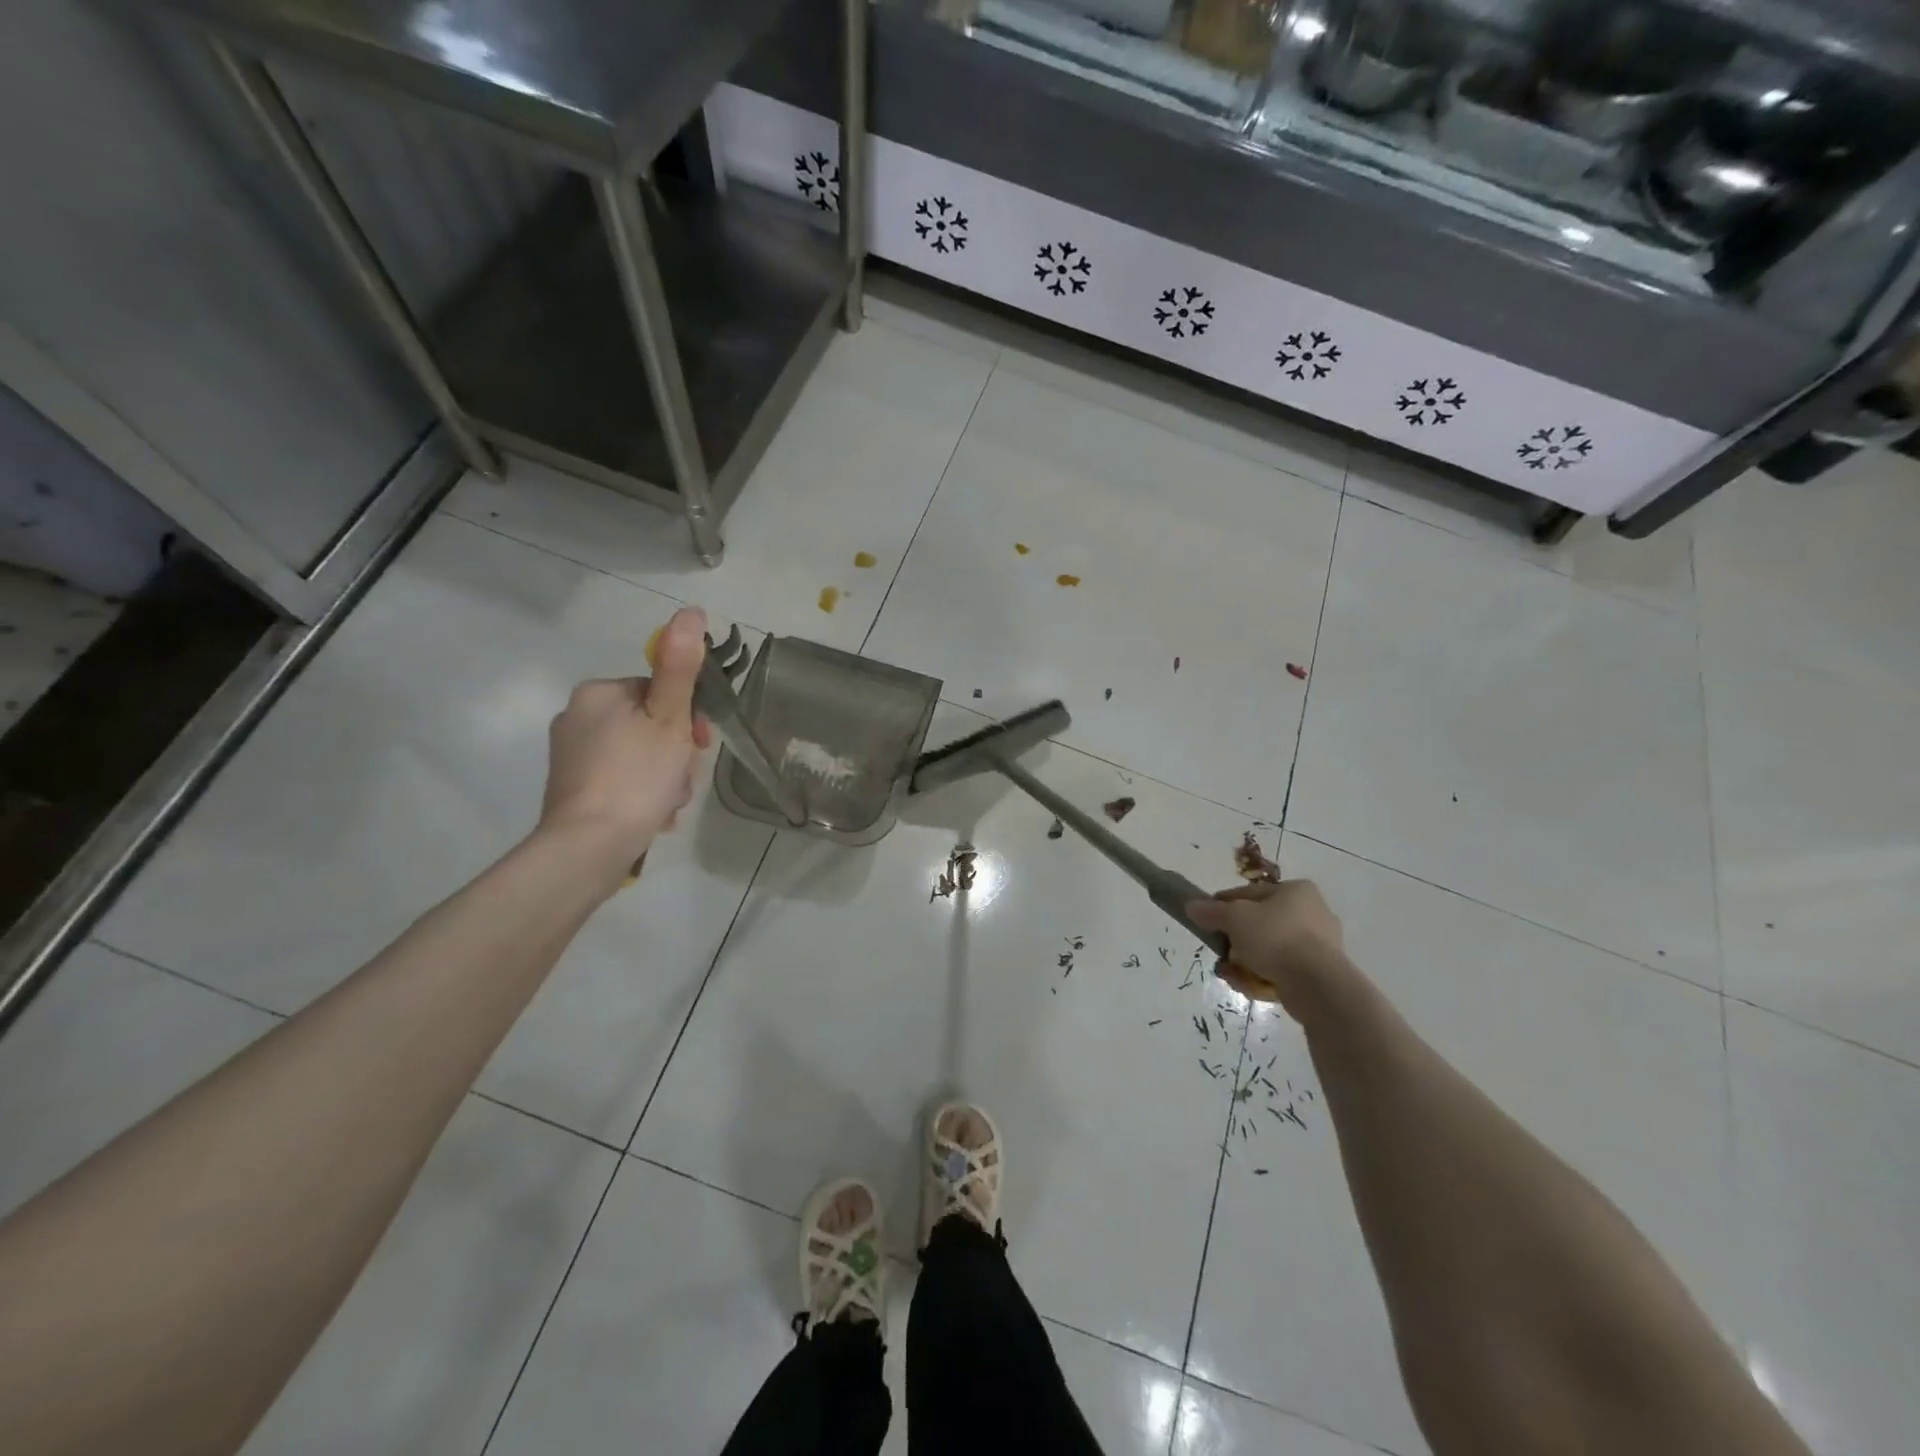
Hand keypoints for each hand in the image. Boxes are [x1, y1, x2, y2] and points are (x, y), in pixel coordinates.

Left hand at [538, 606, 712, 875]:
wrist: (589, 846)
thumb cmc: (637, 775)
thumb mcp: (669, 717)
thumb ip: (680, 666)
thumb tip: (690, 612)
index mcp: (599, 692)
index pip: (658, 691)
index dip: (686, 716)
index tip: (698, 744)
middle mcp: (577, 716)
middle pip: (650, 723)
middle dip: (675, 752)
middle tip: (681, 778)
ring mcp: (571, 755)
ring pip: (639, 754)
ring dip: (664, 775)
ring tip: (667, 802)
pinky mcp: (572, 787)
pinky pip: (621, 778)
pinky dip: (641, 792)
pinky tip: (652, 814)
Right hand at [1186, 880, 1349, 1022]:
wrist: (1318, 985)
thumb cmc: (1276, 938)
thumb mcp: (1235, 918)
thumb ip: (1211, 911)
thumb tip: (1190, 907)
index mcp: (1297, 891)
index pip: (1251, 893)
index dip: (1224, 904)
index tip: (1207, 919)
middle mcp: (1314, 912)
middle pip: (1261, 922)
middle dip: (1237, 938)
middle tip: (1220, 949)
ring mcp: (1321, 944)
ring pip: (1271, 948)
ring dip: (1247, 959)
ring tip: (1229, 972)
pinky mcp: (1321, 973)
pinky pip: (1284, 969)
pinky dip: (1264, 975)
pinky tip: (1247, 984)